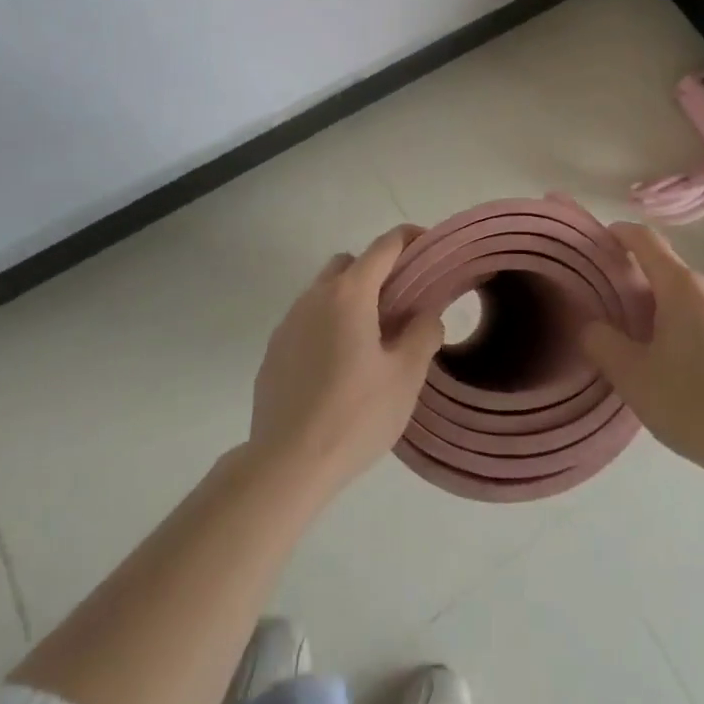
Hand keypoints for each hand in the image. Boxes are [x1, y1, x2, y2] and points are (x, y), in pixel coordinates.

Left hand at [248, 226, 444, 499]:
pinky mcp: (274, 350)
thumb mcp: (405, 377)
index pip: (384, 246)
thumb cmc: (354, 415)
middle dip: (376, 271)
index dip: (409, 239)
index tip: (429, 247)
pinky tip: (338, 367)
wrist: (286, 464)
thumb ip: (423, 334)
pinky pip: (306, 321)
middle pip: (349, 263)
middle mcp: (314, 296)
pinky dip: (327, 326)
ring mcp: (288, 322)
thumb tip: (427, 314)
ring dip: (350, 300)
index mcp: (350, 294)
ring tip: (371, 340)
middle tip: (400, 304)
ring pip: (324, 291)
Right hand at [582, 222, 703, 485]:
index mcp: (682, 287)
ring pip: (697, 302)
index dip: (623, 233)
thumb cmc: (694, 404)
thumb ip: (602, 343)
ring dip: (675, 315)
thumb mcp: (633, 378)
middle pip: (672, 275)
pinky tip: (699, 374)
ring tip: (662, 353)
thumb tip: (589, 325)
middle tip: (625, 321)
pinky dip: (702, 334)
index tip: (606, 237)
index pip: (647, 241)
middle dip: (646, 289)